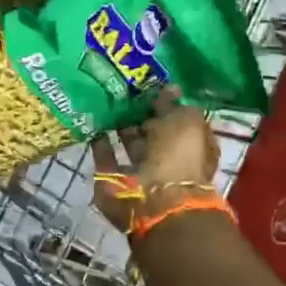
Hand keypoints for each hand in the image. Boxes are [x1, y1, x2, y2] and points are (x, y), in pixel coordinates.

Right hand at [90, 88, 219, 233]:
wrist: (154, 200)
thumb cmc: (179, 156)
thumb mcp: (185, 120)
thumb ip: (174, 104)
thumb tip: (169, 88)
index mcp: (192, 146)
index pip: (178, 120)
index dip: (164, 104)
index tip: (146, 85)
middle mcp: (168, 160)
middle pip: (153, 132)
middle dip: (140, 113)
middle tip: (121, 87)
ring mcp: (141, 173)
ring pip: (130, 145)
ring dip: (120, 126)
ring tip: (105, 99)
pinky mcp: (115, 180)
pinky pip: (106, 157)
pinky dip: (100, 141)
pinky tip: (94, 120)